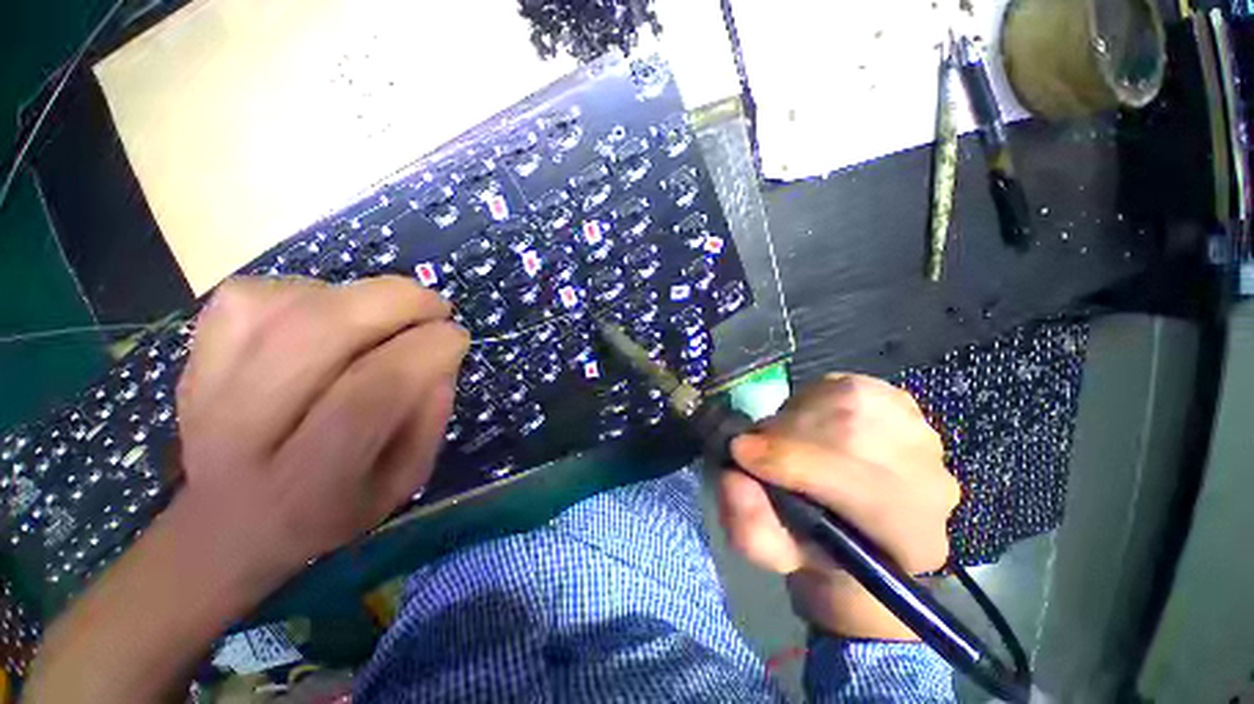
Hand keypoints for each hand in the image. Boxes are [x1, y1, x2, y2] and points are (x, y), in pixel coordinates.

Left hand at [174, 275, 468, 574]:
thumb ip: (429, 421)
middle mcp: (241, 431)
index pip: (372, 391)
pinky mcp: (194, 352)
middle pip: (318, 331)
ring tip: (384, 316)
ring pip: (285, 302)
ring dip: (357, 296)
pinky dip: (306, 291)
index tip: (457, 336)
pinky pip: (254, 295)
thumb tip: (442, 357)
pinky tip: (326, 316)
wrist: (226, 525)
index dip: (426, 350)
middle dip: (396, 302)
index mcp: (306, 482)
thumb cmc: (328, 511)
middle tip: (435, 306)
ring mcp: (205, 384)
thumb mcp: (401, 483)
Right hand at [717, 374, 960, 640]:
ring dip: (798, 414)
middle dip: (787, 434)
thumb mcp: (771, 550)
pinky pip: (847, 384)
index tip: (741, 453)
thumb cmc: (812, 545)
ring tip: (782, 437)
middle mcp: (933, 484)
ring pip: (849, 401)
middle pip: (852, 433)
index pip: (859, 487)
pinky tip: (808, 421)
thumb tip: (736, 474)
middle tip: (756, 445)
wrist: (854, 529)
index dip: (790, 462)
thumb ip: (749, 526)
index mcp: (911, 539)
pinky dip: (813, 397)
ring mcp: (924, 437)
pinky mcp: (905, 405)